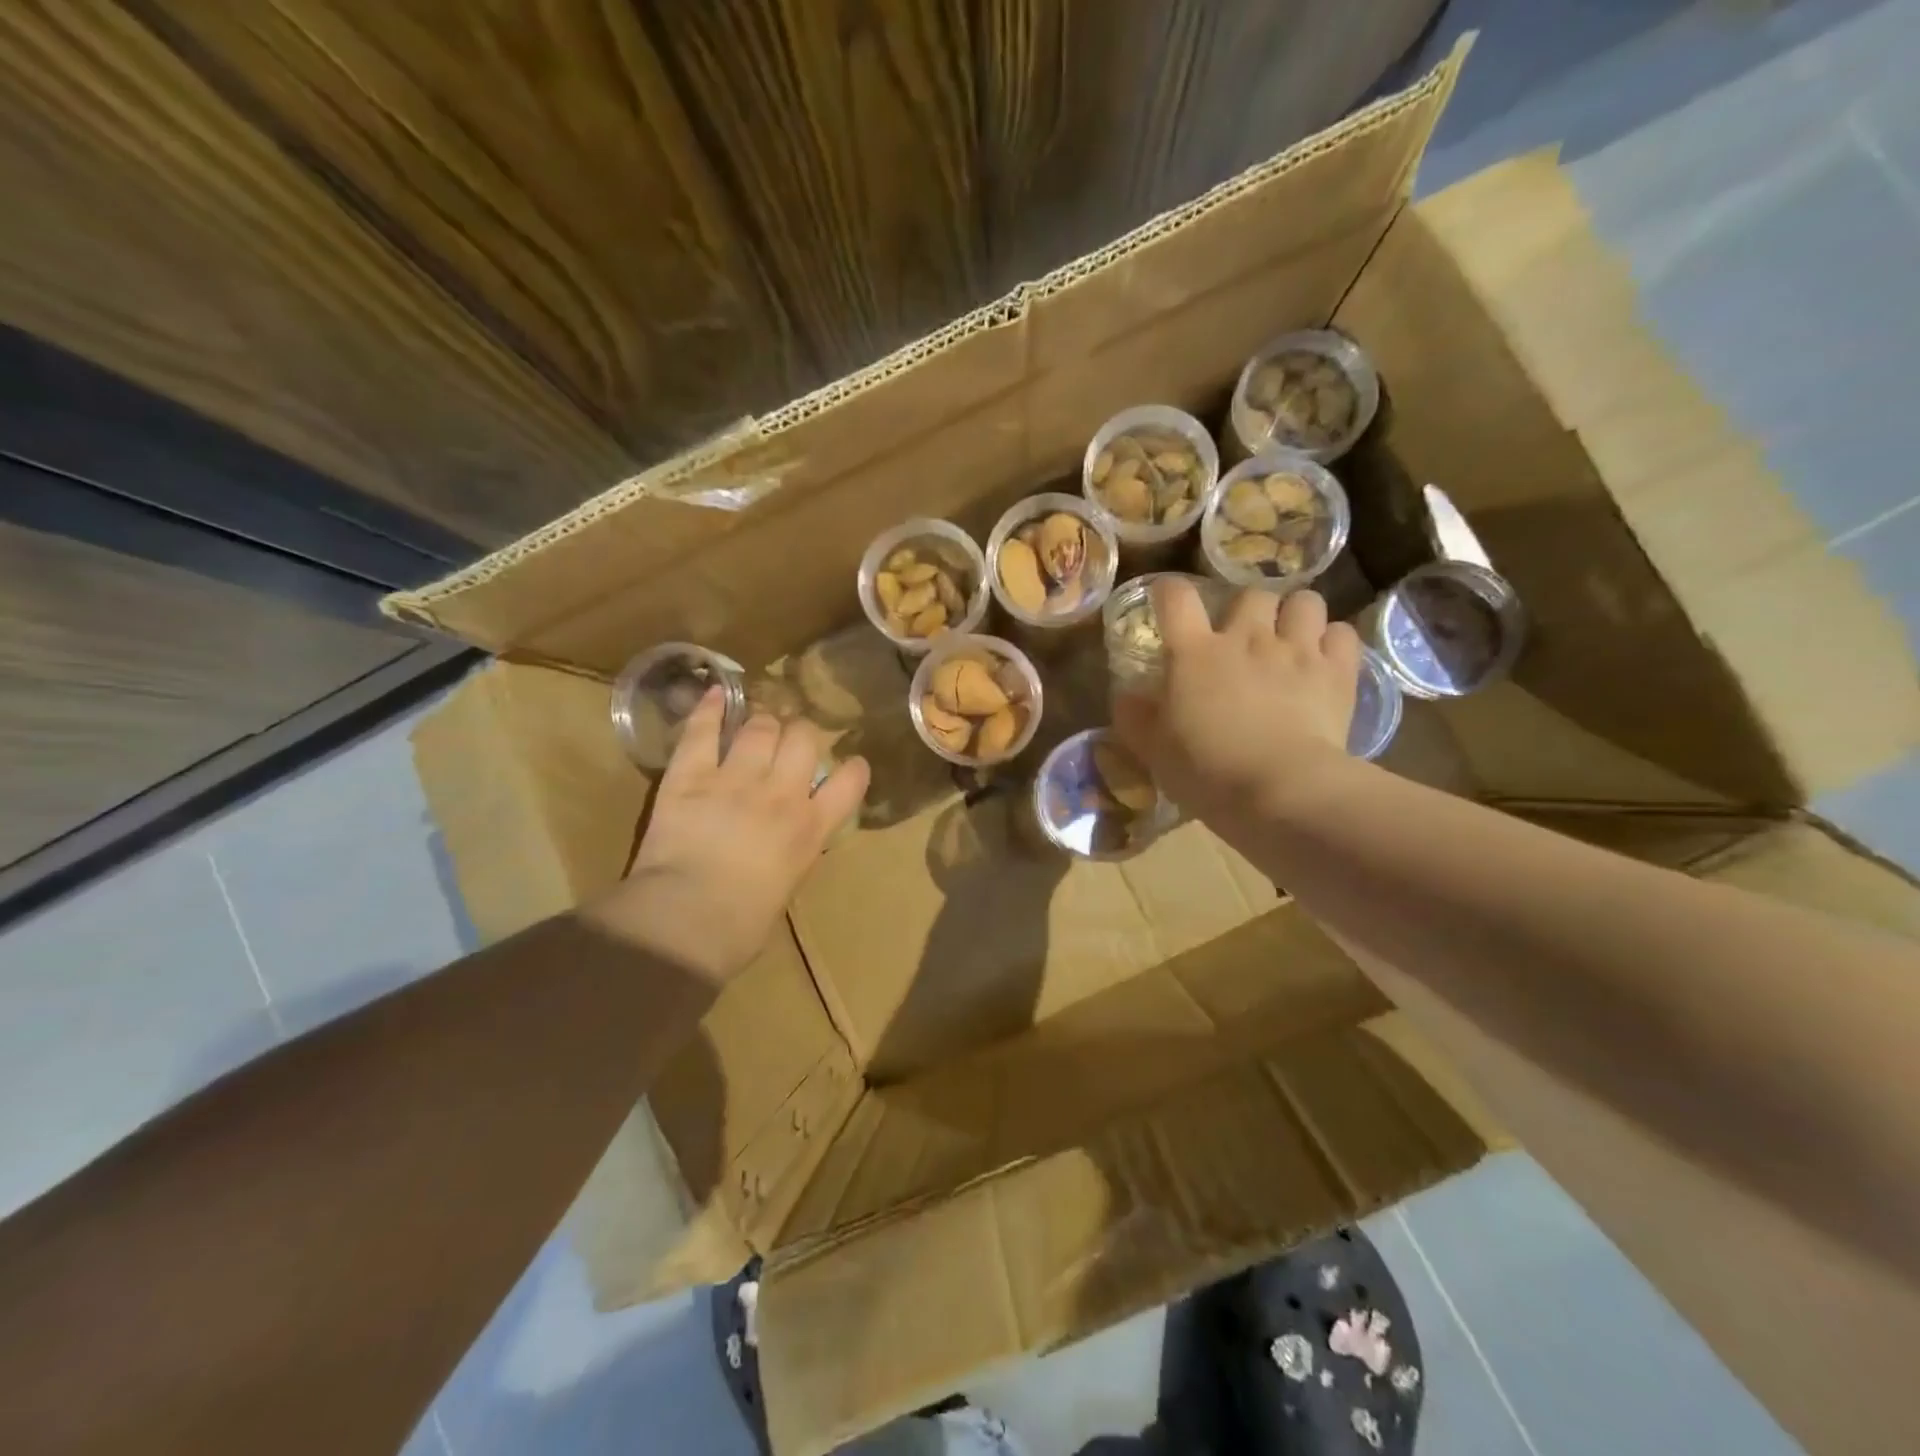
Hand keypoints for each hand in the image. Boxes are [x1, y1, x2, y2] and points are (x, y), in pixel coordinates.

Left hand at [602, 690, 868, 986]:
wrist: (687, 921)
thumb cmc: (740, 927)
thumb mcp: (787, 889)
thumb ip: (793, 854)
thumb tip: (788, 844)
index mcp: (810, 829)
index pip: (850, 781)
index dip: (853, 767)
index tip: (850, 763)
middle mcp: (781, 794)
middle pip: (804, 739)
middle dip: (801, 734)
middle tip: (792, 738)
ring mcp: (736, 779)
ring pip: (761, 727)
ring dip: (763, 721)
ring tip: (759, 721)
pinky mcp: (690, 776)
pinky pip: (704, 733)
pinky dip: (711, 709)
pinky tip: (718, 692)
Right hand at [1115, 581, 1360, 831]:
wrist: (1280, 791)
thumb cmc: (1206, 771)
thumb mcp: (1153, 750)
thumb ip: (1135, 717)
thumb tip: (1125, 695)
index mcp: (1194, 653)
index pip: (1176, 598)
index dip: (1170, 591)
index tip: (1169, 600)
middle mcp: (1246, 638)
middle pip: (1251, 594)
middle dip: (1247, 608)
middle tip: (1245, 635)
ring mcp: (1296, 650)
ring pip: (1304, 602)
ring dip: (1296, 615)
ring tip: (1292, 638)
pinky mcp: (1337, 672)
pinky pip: (1343, 633)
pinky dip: (1334, 641)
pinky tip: (1326, 660)